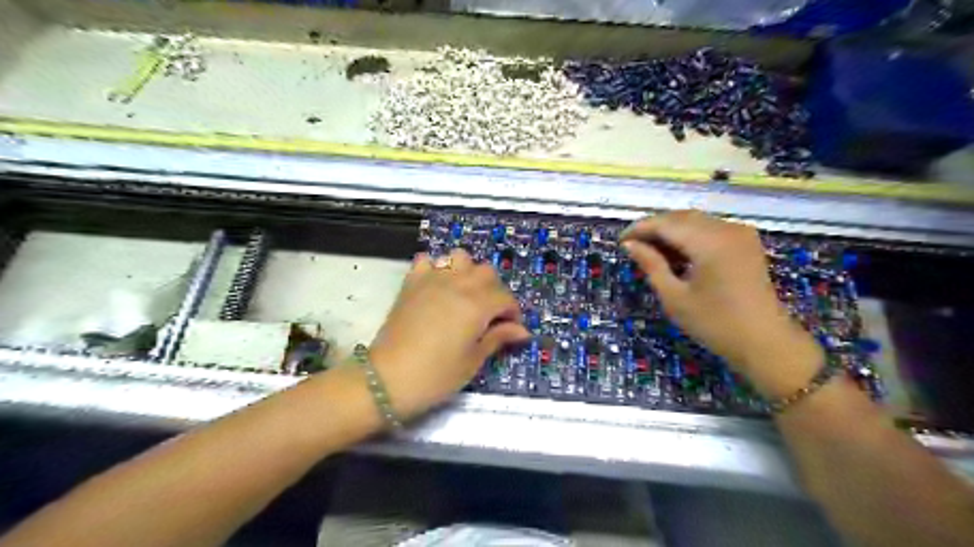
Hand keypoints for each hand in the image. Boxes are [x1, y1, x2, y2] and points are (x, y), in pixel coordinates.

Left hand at [367, 249, 532, 420]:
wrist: (387, 379)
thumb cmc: (436, 375)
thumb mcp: (473, 361)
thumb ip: (498, 338)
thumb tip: (522, 331)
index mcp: (477, 305)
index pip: (506, 299)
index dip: (512, 314)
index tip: (510, 330)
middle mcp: (458, 285)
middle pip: (487, 273)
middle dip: (494, 290)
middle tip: (489, 314)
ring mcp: (432, 279)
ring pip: (460, 257)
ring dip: (468, 272)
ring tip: (465, 295)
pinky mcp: (412, 282)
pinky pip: (427, 261)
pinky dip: (436, 268)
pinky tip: (437, 287)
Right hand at [619, 212, 815, 395]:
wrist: (765, 343)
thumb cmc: (715, 324)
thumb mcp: (675, 297)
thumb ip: (651, 265)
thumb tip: (630, 245)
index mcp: (710, 242)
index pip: (666, 223)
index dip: (640, 229)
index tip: (620, 241)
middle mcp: (727, 229)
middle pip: (681, 217)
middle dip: (655, 228)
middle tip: (633, 246)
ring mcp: (740, 233)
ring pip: (696, 221)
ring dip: (671, 231)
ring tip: (651, 251)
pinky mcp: (746, 242)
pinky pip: (710, 229)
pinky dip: (690, 236)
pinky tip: (677, 253)